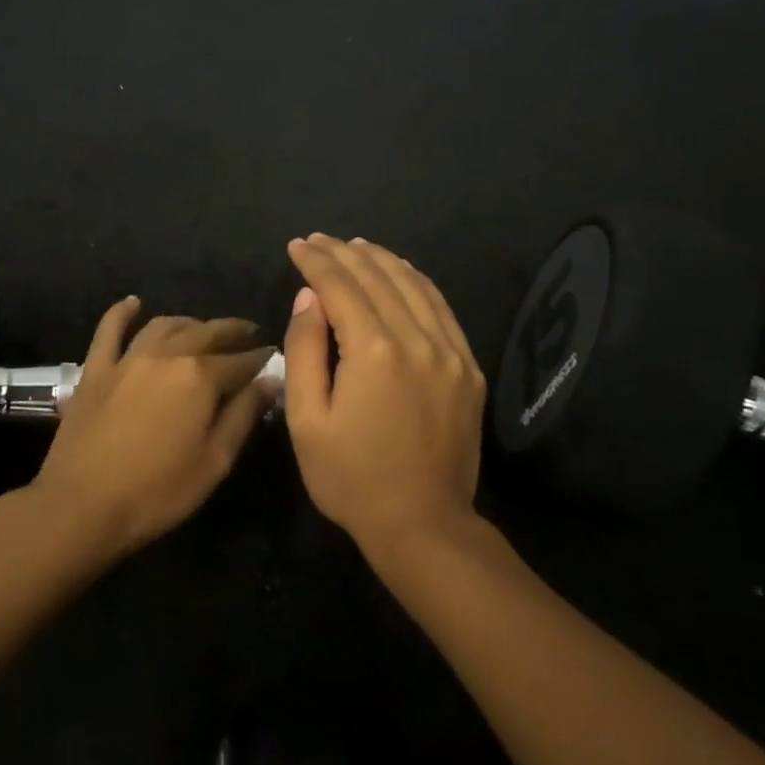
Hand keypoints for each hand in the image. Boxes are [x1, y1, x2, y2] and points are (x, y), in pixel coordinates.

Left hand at [32, 298, 273, 558]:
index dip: (259, 359)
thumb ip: (244, 415)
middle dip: (232, 332)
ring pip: (164, 326)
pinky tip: (133, 304)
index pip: (240, 361)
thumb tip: (270, 380)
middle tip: (248, 334)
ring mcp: (127, 359)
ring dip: (189, 323)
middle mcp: (166, 355)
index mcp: (200, 377)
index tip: (272, 357)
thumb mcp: (215, 460)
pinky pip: (109, 330)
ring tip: (203, 329)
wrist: (83, 505)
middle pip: (206, 333)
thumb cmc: (158, 491)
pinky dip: (123, 313)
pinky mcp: (95, 370)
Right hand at [283, 235, 485, 552]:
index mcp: (374, 352)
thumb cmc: (351, 478)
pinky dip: (417, 283)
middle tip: (318, 240)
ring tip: (354, 246)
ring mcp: (450, 352)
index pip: (340, 287)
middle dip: (344, 253)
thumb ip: (305, 351)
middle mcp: (417, 340)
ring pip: (414, 285)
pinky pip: (442, 309)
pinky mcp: (468, 368)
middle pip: (378, 278)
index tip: (296, 246)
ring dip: (382, 260)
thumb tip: (310, 298)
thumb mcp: (307, 421)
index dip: (316, 262)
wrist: (422, 523)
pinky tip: (401, 274)